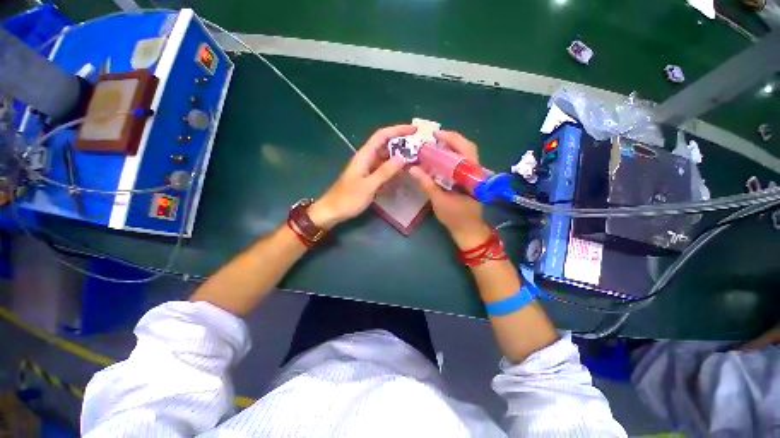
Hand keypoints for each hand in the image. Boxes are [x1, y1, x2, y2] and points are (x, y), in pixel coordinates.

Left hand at [309, 124, 416, 228]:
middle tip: (419, 147)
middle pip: (385, 145)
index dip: (398, 130)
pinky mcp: (369, 178)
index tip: (414, 130)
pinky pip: (384, 170)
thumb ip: (385, 172)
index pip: (382, 136)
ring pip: (386, 158)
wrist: (332, 211)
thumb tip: (403, 157)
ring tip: (416, 159)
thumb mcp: (368, 185)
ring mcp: (368, 169)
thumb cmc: (348, 198)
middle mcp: (367, 159)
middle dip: (402, 144)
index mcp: (364, 155)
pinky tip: (404, 173)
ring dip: (399, 157)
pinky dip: (394, 169)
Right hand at [408, 130, 490, 248]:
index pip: (466, 149)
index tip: (436, 134)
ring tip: (434, 146)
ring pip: (464, 155)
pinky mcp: (468, 181)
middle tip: (433, 138)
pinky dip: (450, 159)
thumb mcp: (439, 201)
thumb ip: (427, 184)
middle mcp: (475, 172)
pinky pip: (461, 164)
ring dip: (450, 148)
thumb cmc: (456, 217)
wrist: (468, 230)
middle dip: (451, 140)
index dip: (452, 138)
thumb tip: (413, 169)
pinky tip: (439, 160)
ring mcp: (473, 176)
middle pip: (466, 148)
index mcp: (472, 175)